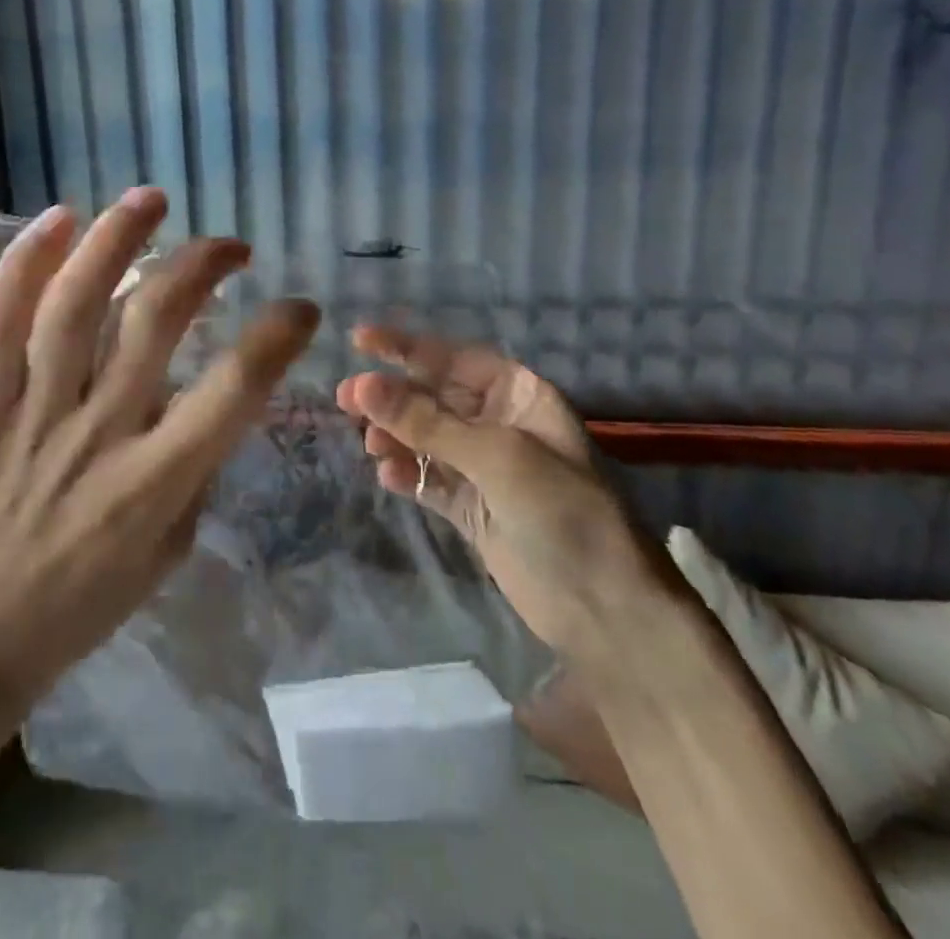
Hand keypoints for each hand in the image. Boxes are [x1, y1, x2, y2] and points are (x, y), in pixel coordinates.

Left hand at [0, 187, 318, 709]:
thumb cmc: (86, 602)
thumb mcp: (170, 549)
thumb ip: (193, 468)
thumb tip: (201, 397)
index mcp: (155, 482)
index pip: (233, 390)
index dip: (277, 336)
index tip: (300, 306)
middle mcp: (98, 433)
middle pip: (154, 322)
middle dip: (202, 266)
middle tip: (231, 245)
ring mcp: (34, 413)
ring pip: (74, 307)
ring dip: (115, 241)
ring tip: (150, 198)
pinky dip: (24, 266)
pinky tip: (56, 220)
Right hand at [335, 327, 649, 651]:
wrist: (605, 609)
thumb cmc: (563, 511)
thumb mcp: (496, 456)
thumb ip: (425, 422)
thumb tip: (361, 385)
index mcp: (518, 394)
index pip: (452, 358)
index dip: (406, 347)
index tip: (359, 340)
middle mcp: (499, 422)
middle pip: (432, 397)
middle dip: (390, 396)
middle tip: (344, 400)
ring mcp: (484, 467)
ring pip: (424, 437)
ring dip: (394, 435)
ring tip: (370, 444)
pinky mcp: (471, 507)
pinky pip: (427, 479)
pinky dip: (405, 473)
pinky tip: (386, 474)